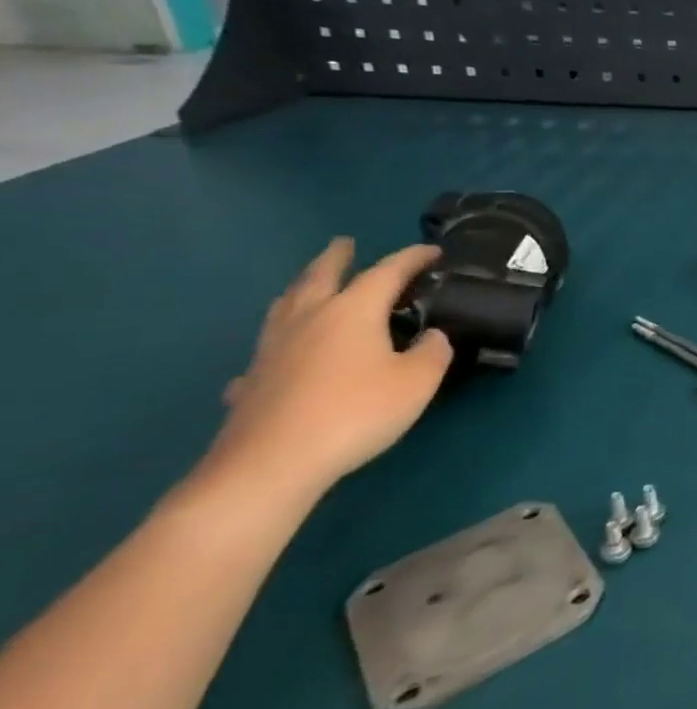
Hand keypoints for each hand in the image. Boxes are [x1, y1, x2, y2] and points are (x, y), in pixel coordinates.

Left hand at [200, 238, 453, 508]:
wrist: (272, 464)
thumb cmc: (356, 412)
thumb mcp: (418, 381)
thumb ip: (433, 352)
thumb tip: (432, 336)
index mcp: (352, 311)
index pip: (387, 272)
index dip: (412, 258)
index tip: (432, 251)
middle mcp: (309, 320)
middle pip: (320, 277)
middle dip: (336, 258)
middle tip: (344, 243)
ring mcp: (273, 351)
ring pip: (285, 307)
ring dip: (301, 289)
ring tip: (308, 285)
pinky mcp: (251, 383)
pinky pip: (266, 353)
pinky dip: (278, 347)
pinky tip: (279, 361)